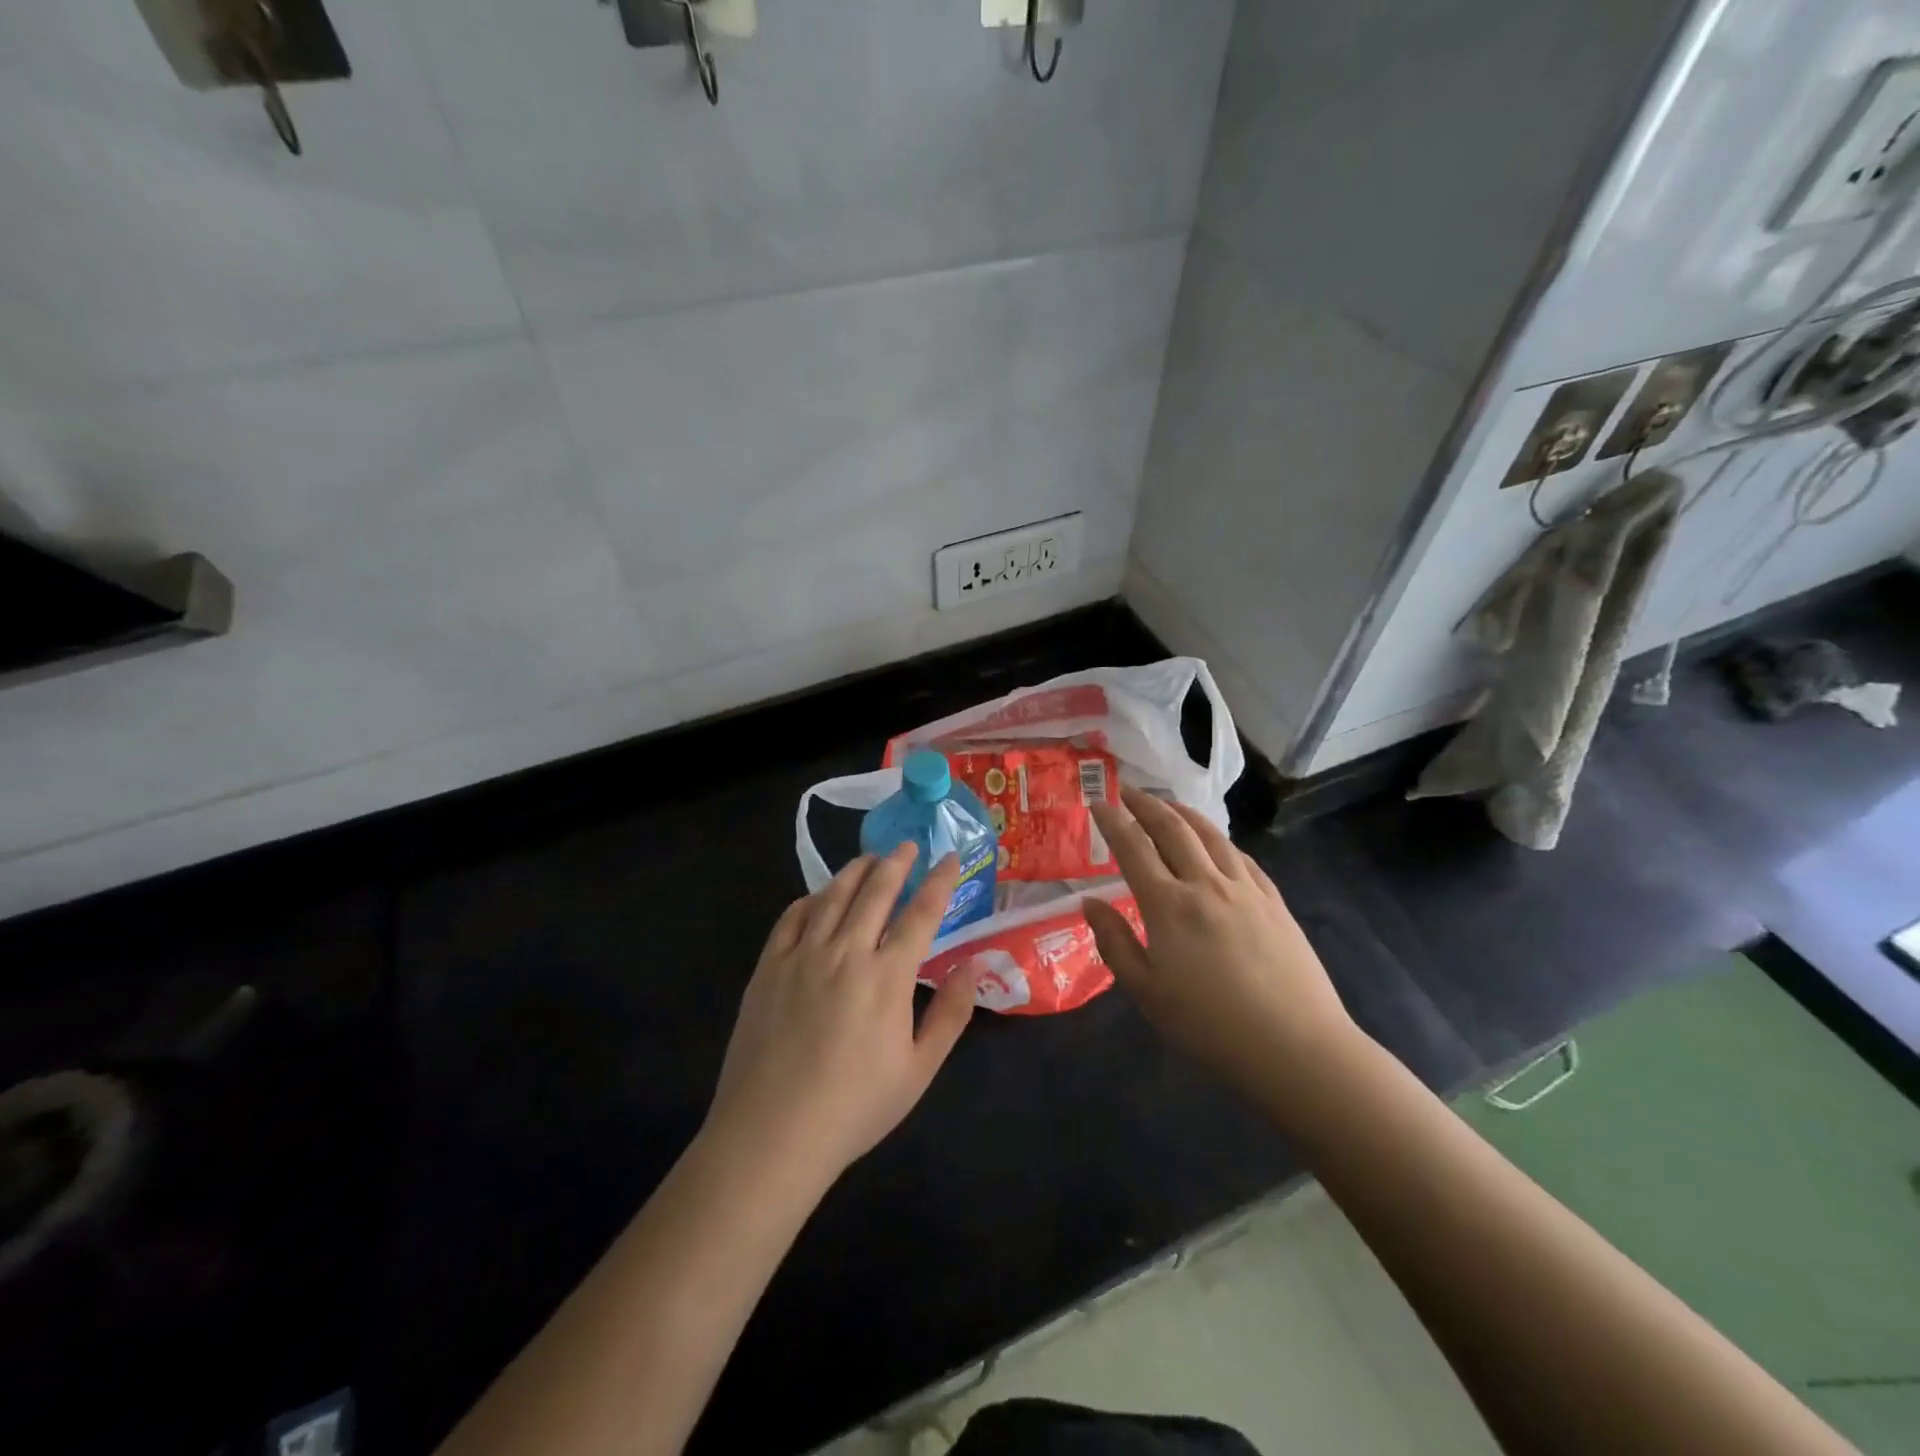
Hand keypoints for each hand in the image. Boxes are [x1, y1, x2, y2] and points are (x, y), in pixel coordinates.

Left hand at [704, 846, 977, 1189]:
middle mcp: (846, 952)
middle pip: (876, 891)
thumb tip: (972, 965)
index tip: (950, 858)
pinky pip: (792, 917)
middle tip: (907, 846)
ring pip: (833, 895)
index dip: (939, 881)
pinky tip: (819, 896)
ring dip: (856, 870)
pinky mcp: (769, 967)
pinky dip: (811, 898)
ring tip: (869, 858)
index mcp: (887, 976)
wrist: (771, 1134)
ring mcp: (802, 955)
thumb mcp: (918, 1071)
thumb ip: (950, 1014)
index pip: (921, 913)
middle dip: (896, 862)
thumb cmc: (854, 1108)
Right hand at [1083, 789, 1362, 1111]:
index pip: (1133, 848)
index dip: (1113, 822)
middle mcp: (1206, 884)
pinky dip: (1219, 840)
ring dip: (1184, 812)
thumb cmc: (1210, 1026)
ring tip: (1168, 804)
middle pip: (1173, 829)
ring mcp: (1245, 889)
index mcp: (1169, 905)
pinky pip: (1241, 857)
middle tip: (1129, 790)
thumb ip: (1115, 943)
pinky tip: (1216, 843)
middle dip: (1147, 804)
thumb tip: (1089, 902)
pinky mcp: (1274, 902)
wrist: (1296, 1047)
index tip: (1098, 803)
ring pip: (1211, 835)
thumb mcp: (1147, 993)